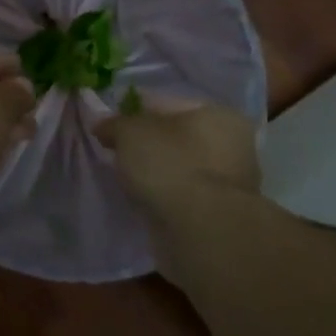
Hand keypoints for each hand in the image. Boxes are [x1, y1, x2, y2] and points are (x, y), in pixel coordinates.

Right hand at [95, 99, 260, 217]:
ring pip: (180, 167)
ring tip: (127, 177)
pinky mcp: (219, 214)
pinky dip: (164, 195)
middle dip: (148, 142)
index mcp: (219, 114)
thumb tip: (103, 125)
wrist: (200, 231)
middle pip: (177, 136)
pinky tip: (144, 199)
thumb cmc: (170, 165)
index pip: (167, 103)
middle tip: (117, 151)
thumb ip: (115, 124)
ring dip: (157, 171)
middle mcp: (233, 144)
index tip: (110, 124)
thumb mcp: (130, 132)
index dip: (134, 110)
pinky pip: (182, 194)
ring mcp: (230, 183)